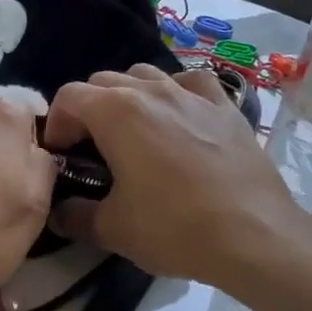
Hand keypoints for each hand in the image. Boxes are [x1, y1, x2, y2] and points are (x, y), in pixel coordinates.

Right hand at [43, 64, 311, 285]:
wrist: (255, 236)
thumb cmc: (174, 227)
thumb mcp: (112, 229)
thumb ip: (75, 216)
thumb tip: (59, 212)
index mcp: (115, 112)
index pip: (69, 96)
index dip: (56, 123)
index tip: (61, 155)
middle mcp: (150, 91)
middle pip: (103, 81)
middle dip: (88, 110)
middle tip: (91, 149)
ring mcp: (191, 94)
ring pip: (144, 74)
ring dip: (127, 96)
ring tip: (132, 132)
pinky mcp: (224, 106)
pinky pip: (191, 82)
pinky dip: (175, 92)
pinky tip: (179, 116)